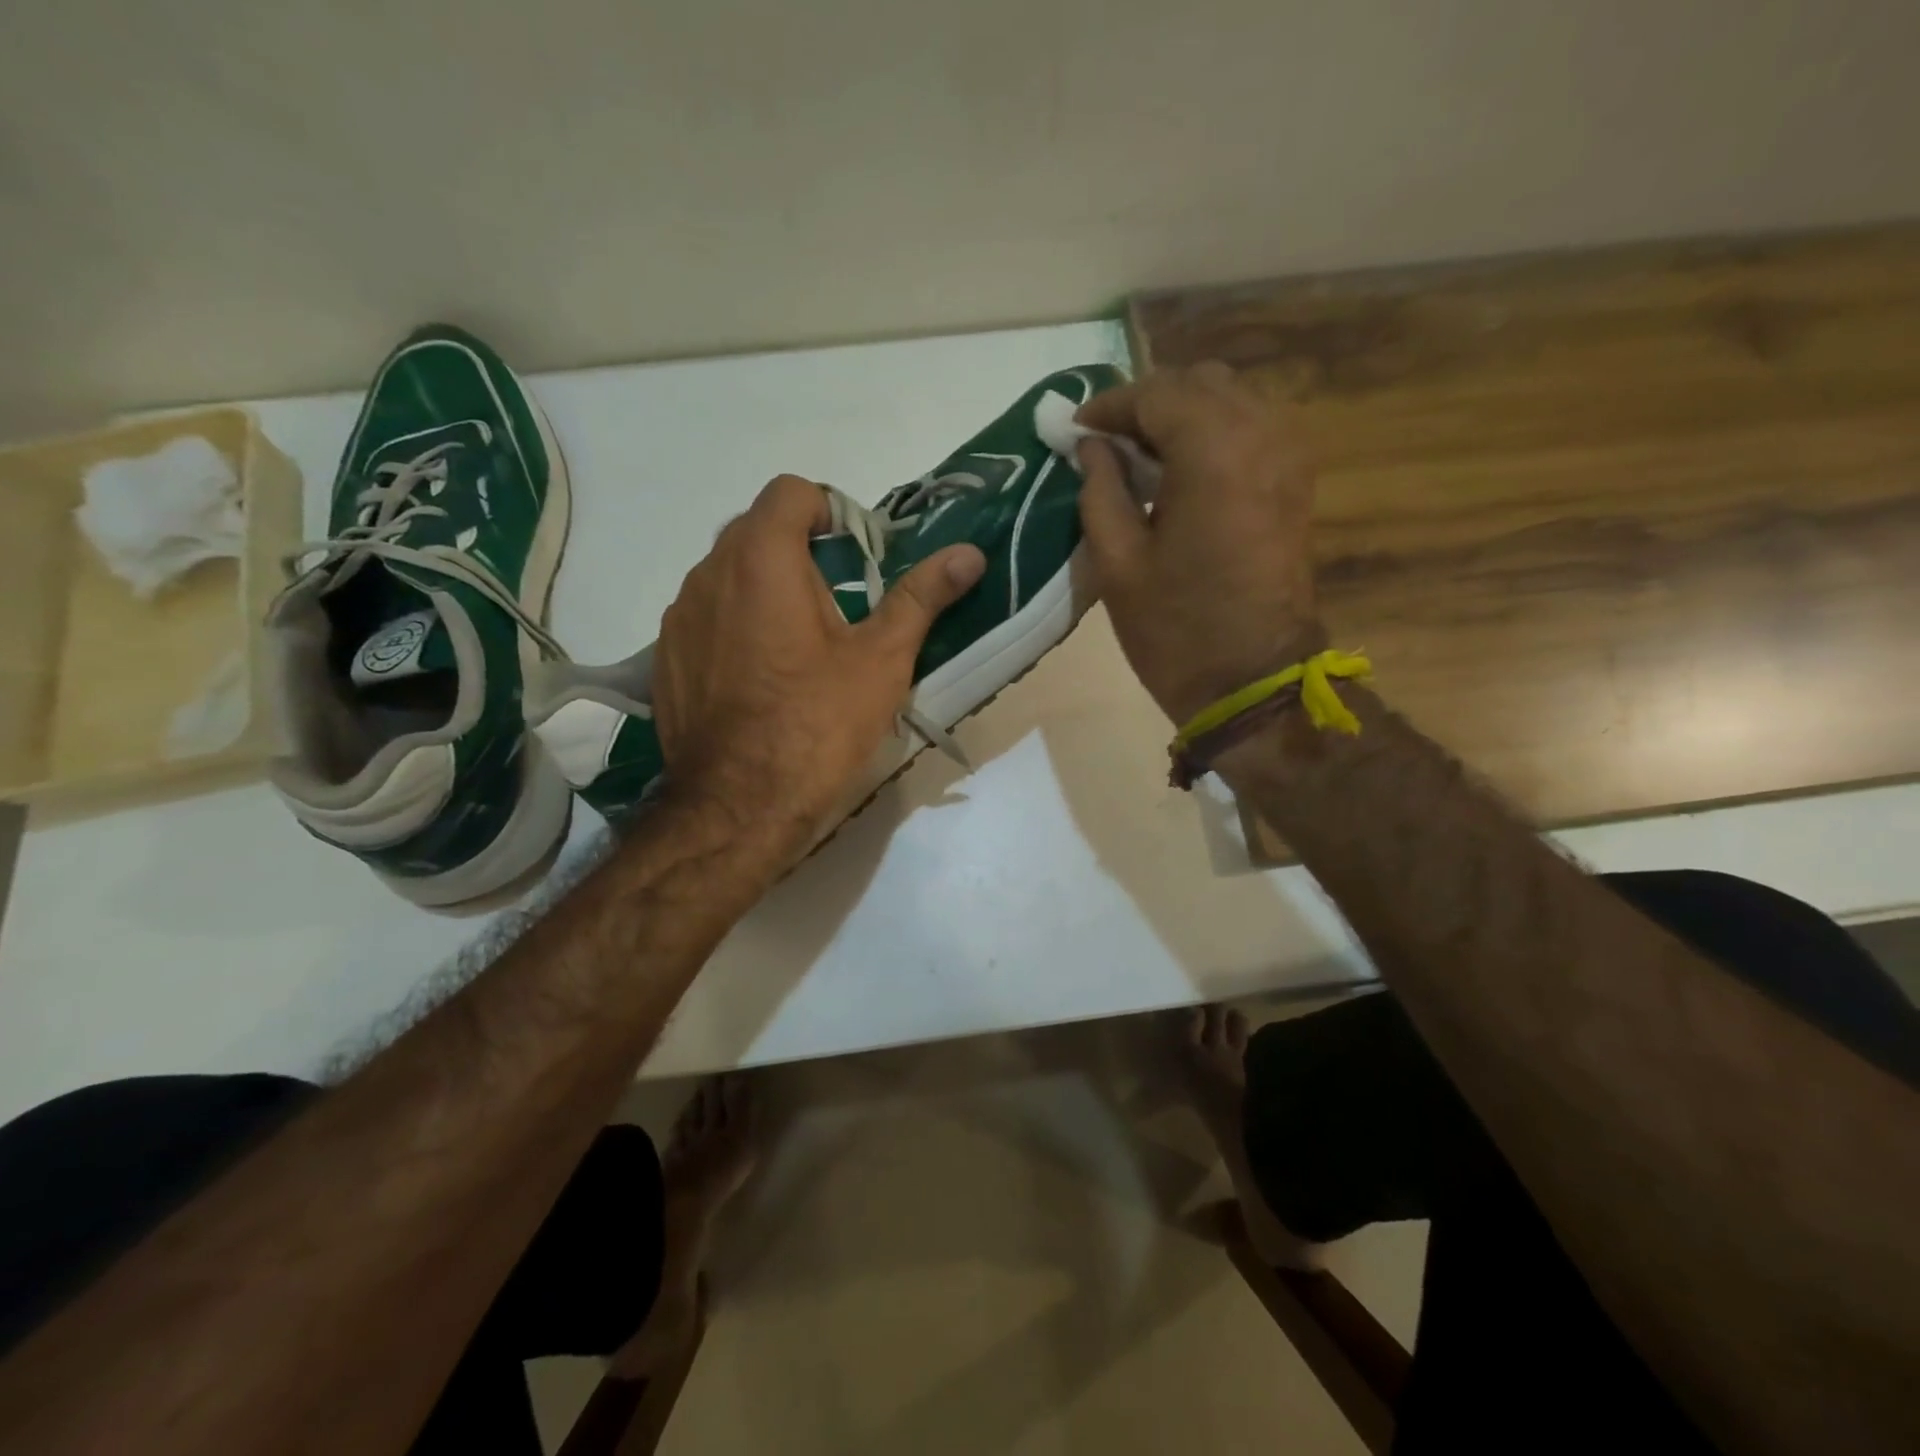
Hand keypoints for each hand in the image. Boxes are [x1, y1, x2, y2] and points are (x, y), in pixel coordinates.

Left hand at [652, 474, 985, 840]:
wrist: (738, 806)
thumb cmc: (818, 724)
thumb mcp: (882, 659)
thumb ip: (921, 596)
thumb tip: (970, 553)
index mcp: (762, 559)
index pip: (791, 492)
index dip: (830, 512)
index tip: (854, 558)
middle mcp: (708, 574)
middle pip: (757, 530)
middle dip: (801, 553)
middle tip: (838, 607)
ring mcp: (679, 617)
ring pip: (728, 575)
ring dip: (765, 589)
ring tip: (800, 648)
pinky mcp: (666, 657)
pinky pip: (706, 617)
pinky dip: (735, 625)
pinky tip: (761, 678)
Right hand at [1076, 362, 1322, 725]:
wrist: (1252, 681)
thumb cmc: (1175, 629)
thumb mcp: (1117, 562)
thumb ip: (1100, 489)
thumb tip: (1091, 447)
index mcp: (1213, 451)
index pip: (1155, 394)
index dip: (1109, 406)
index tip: (1074, 430)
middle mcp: (1261, 434)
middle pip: (1199, 383)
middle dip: (1146, 403)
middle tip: (1105, 442)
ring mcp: (1288, 455)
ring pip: (1230, 400)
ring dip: (1180, 415)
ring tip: (1138, 456)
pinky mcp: (1296, 481)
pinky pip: (1251, 428)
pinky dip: (1211, 433)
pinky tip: (1179, 471)